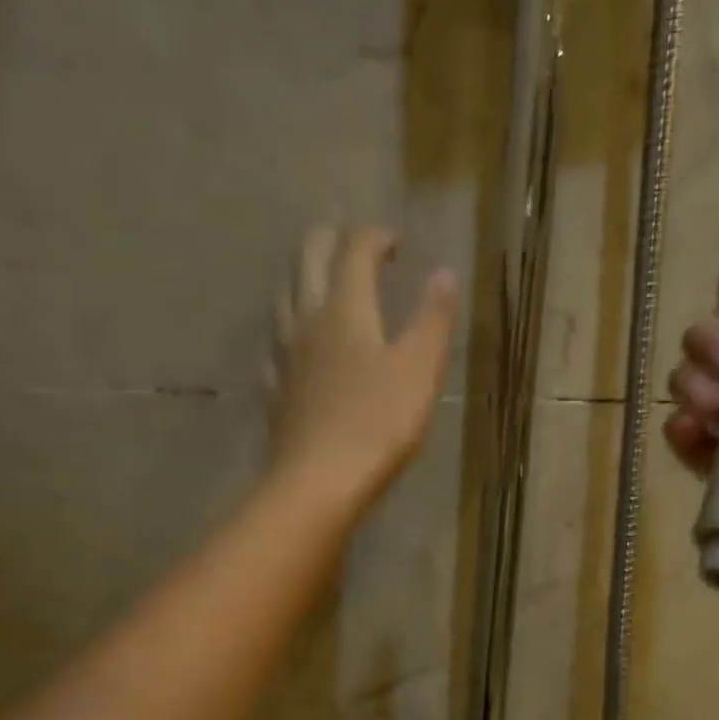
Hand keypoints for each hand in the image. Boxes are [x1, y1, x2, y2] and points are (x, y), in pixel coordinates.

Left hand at [271, 225, 457, 509]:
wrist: (319, 482)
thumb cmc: (378, 425)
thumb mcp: (420, 371)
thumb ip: (433, 320)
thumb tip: (444, 272)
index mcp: (346, 310)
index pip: (355, 253)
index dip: (374, 237)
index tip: (394, 241)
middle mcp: (308, 322)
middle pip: (307, 262)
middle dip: (328, 240)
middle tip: (348, 239)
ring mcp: (284, 357)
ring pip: (284, 298)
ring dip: (301, 277)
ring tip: (317, 280)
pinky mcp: (275, 390)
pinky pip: (274, 346)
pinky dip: (286, 330)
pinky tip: (291, 345)